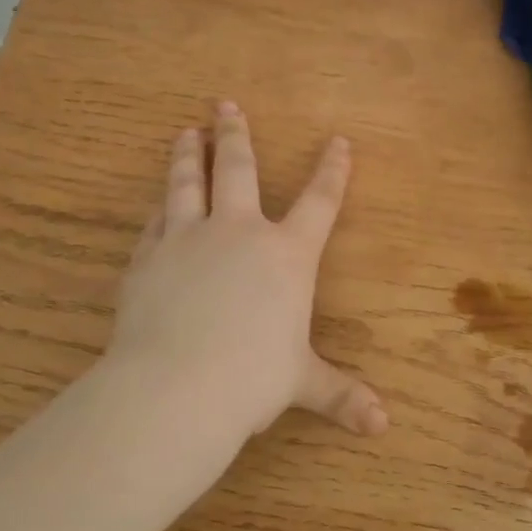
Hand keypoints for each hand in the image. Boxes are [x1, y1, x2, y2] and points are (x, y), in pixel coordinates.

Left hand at [107, 102, 387, 455]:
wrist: (176, 387)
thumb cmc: (252, 379)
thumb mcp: (302, 384)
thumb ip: (341, 395)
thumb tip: (382, 426)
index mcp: (287, 256)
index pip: (320, 202)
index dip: (332, 171)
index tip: (338, 141)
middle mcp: (239, 233)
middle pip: (241, 169)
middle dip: (237, 134)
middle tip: (225, 104)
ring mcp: (189, 239)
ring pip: (189, 182)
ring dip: (190, 153)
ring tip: (186, 131)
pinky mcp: (149, 257)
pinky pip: (155, 221)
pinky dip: (160, 207)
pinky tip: (157, 202)